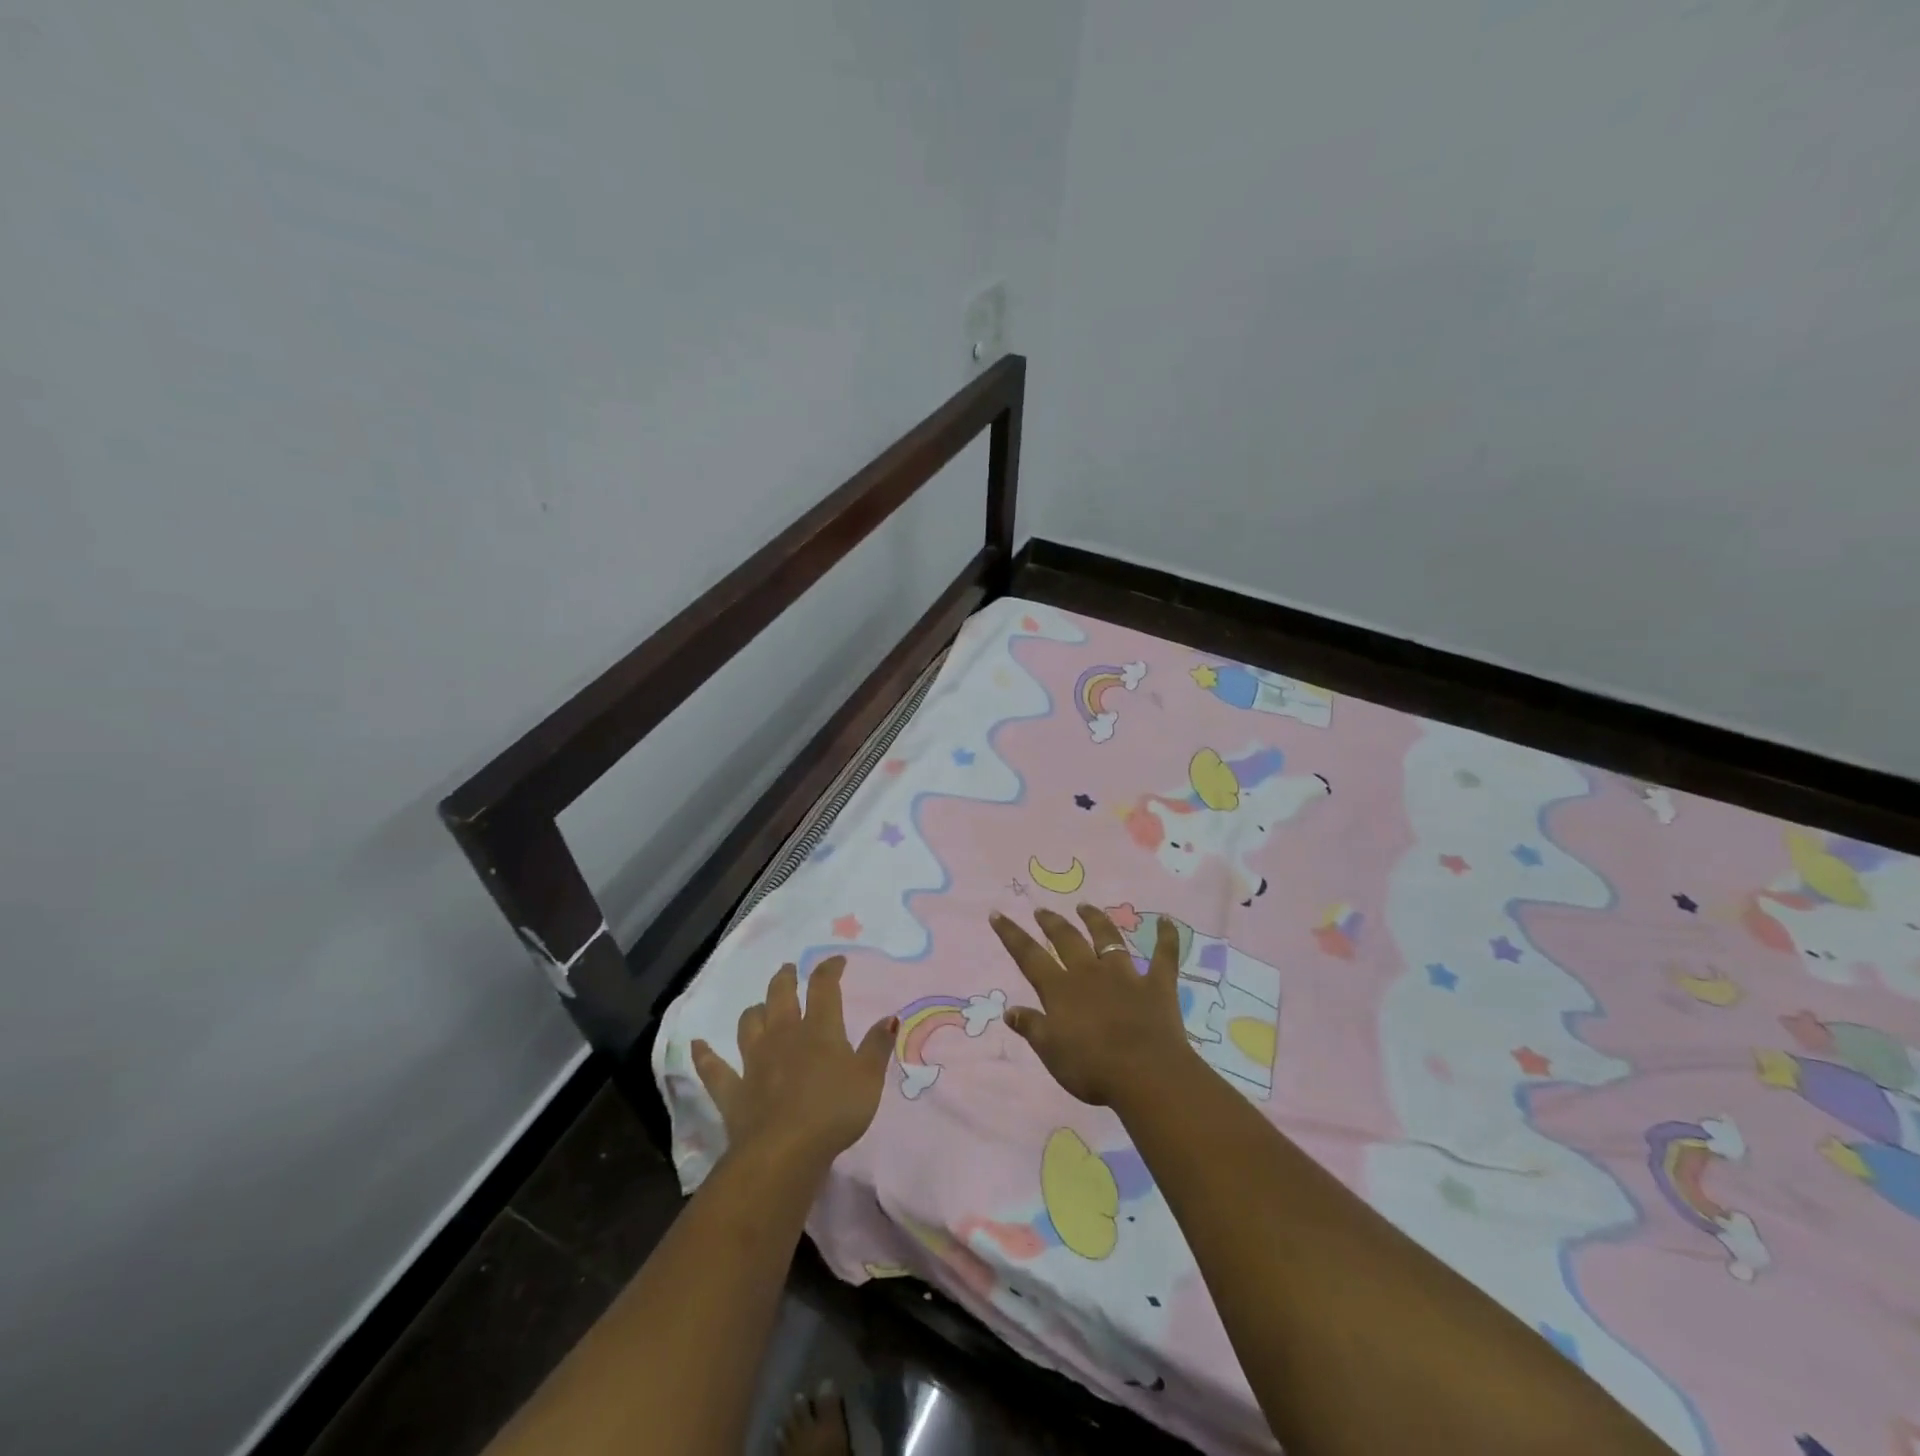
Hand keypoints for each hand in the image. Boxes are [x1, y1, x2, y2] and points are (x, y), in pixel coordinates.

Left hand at [691, 957, 895, 1168]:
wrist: (784, 1151)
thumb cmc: (833, 1111)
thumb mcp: (868, 1079)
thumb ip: (877, 1046)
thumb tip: (889, 1017)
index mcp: (819, 1029)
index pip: (824, 987)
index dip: (829, 969)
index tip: (835, 961)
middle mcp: (784, 1035)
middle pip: (781, 996)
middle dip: (786, 979)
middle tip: (789, 970)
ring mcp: (754, 1061)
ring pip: (750, 1024)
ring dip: (754, 1011)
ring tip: (759, 1006)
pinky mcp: (732, 1089)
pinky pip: (713, 1068)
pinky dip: (704, 1055)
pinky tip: (696, 1045)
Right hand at [988, 905, 1195, 1108]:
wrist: (1146, 1073)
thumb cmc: (1092, 1068)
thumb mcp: (1051, 1052)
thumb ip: (1031, 1027)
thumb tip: (1009, 1009)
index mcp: (1060, 989)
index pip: (1029, 956)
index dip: (1011, 935)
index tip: (997, 914)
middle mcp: (1090, 973)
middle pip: (1067, 939)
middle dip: (1052, 923)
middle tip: (1042, 910)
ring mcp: (1125, 975)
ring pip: (1107, 938)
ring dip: (1096, 920)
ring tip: (1085, 906)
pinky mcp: (1157, 984)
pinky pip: (1164, 955)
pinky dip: (1166, 937)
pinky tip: (1168, 920)